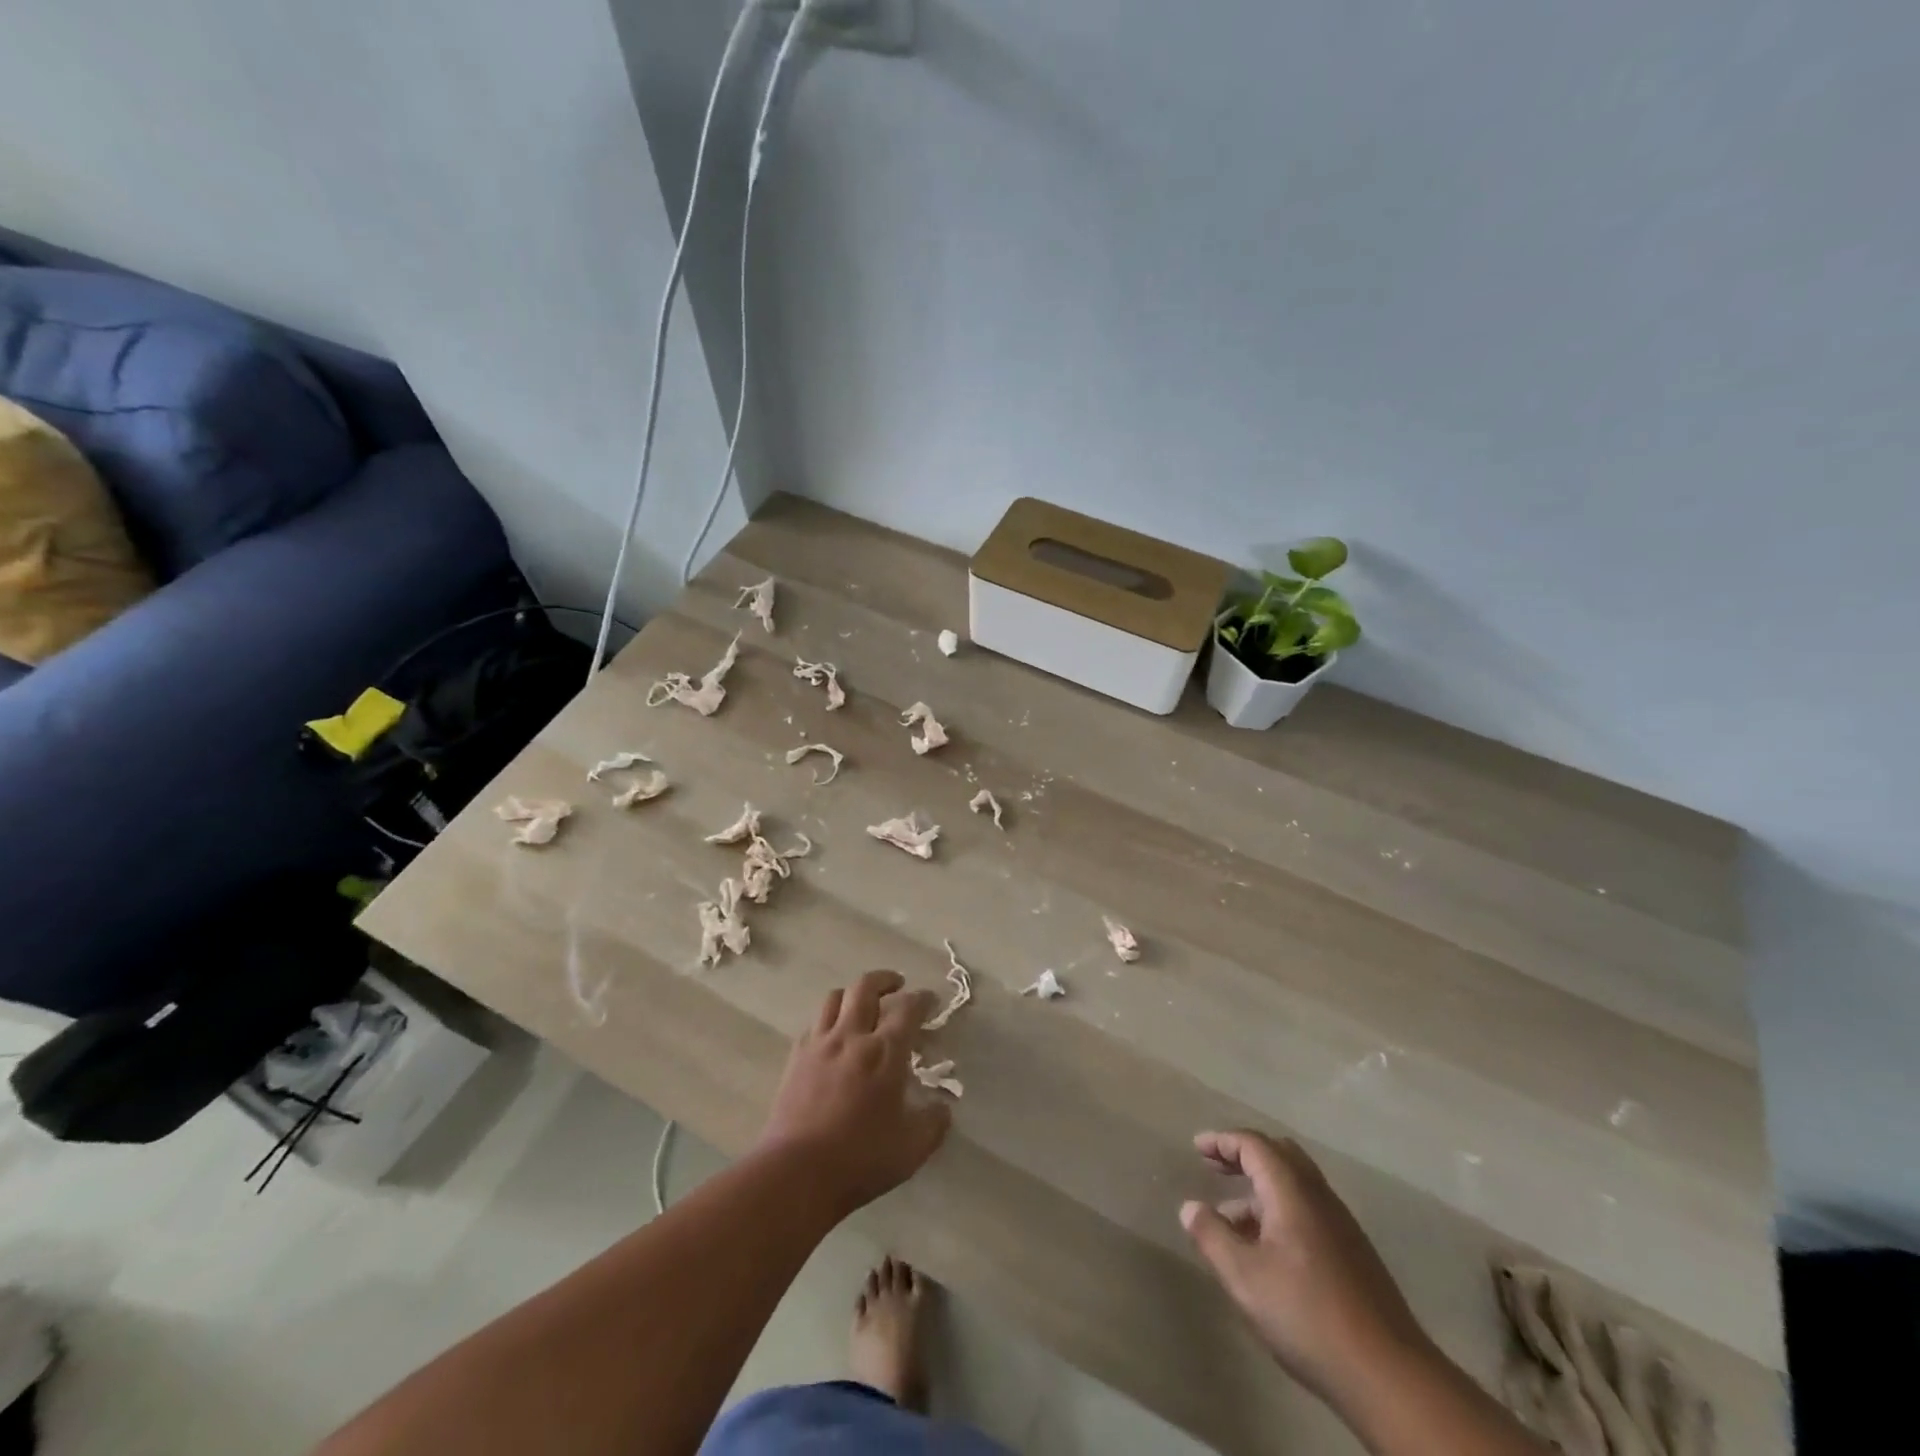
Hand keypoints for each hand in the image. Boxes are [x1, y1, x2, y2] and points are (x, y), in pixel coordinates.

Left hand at [756, 970, 950, 1215]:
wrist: (796, 1173)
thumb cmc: (860, 1159)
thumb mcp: (911, 1149)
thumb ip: (933, 1123)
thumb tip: (942, 1108)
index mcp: (886, 1052)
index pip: (908, 1008)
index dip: (923, 1000)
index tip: (931, 1001)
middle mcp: (852, 1036)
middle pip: (866, 987)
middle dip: (885, 979)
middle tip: (897, 985)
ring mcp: (820, 1044)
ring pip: (835, 997)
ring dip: (854, 994)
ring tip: (863, 1004)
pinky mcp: (796, 1058)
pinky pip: (814, 1023)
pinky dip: (829, 1019)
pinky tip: (834, 1036)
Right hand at [1180, 1130, 1430, 1417]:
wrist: (1389, 1376)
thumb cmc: (1307, 1315)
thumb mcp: (1244, 1277)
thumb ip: (1212, 1236)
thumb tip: (1190, 1207)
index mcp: (1292, 1191)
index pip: (1254, 1145)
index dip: (1222, 1141)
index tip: (1197, 1147)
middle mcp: (1319, 1197)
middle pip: (1280, 1155)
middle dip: (1244, 1155)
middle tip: (1214, 1166)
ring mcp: (1341, 1226)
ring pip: (1295, 1186)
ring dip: (1261, 1189)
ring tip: (1231, 1217)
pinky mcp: (1354, 1255)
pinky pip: (1308, 1211)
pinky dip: (1279, 1212)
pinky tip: (1266, 1250)